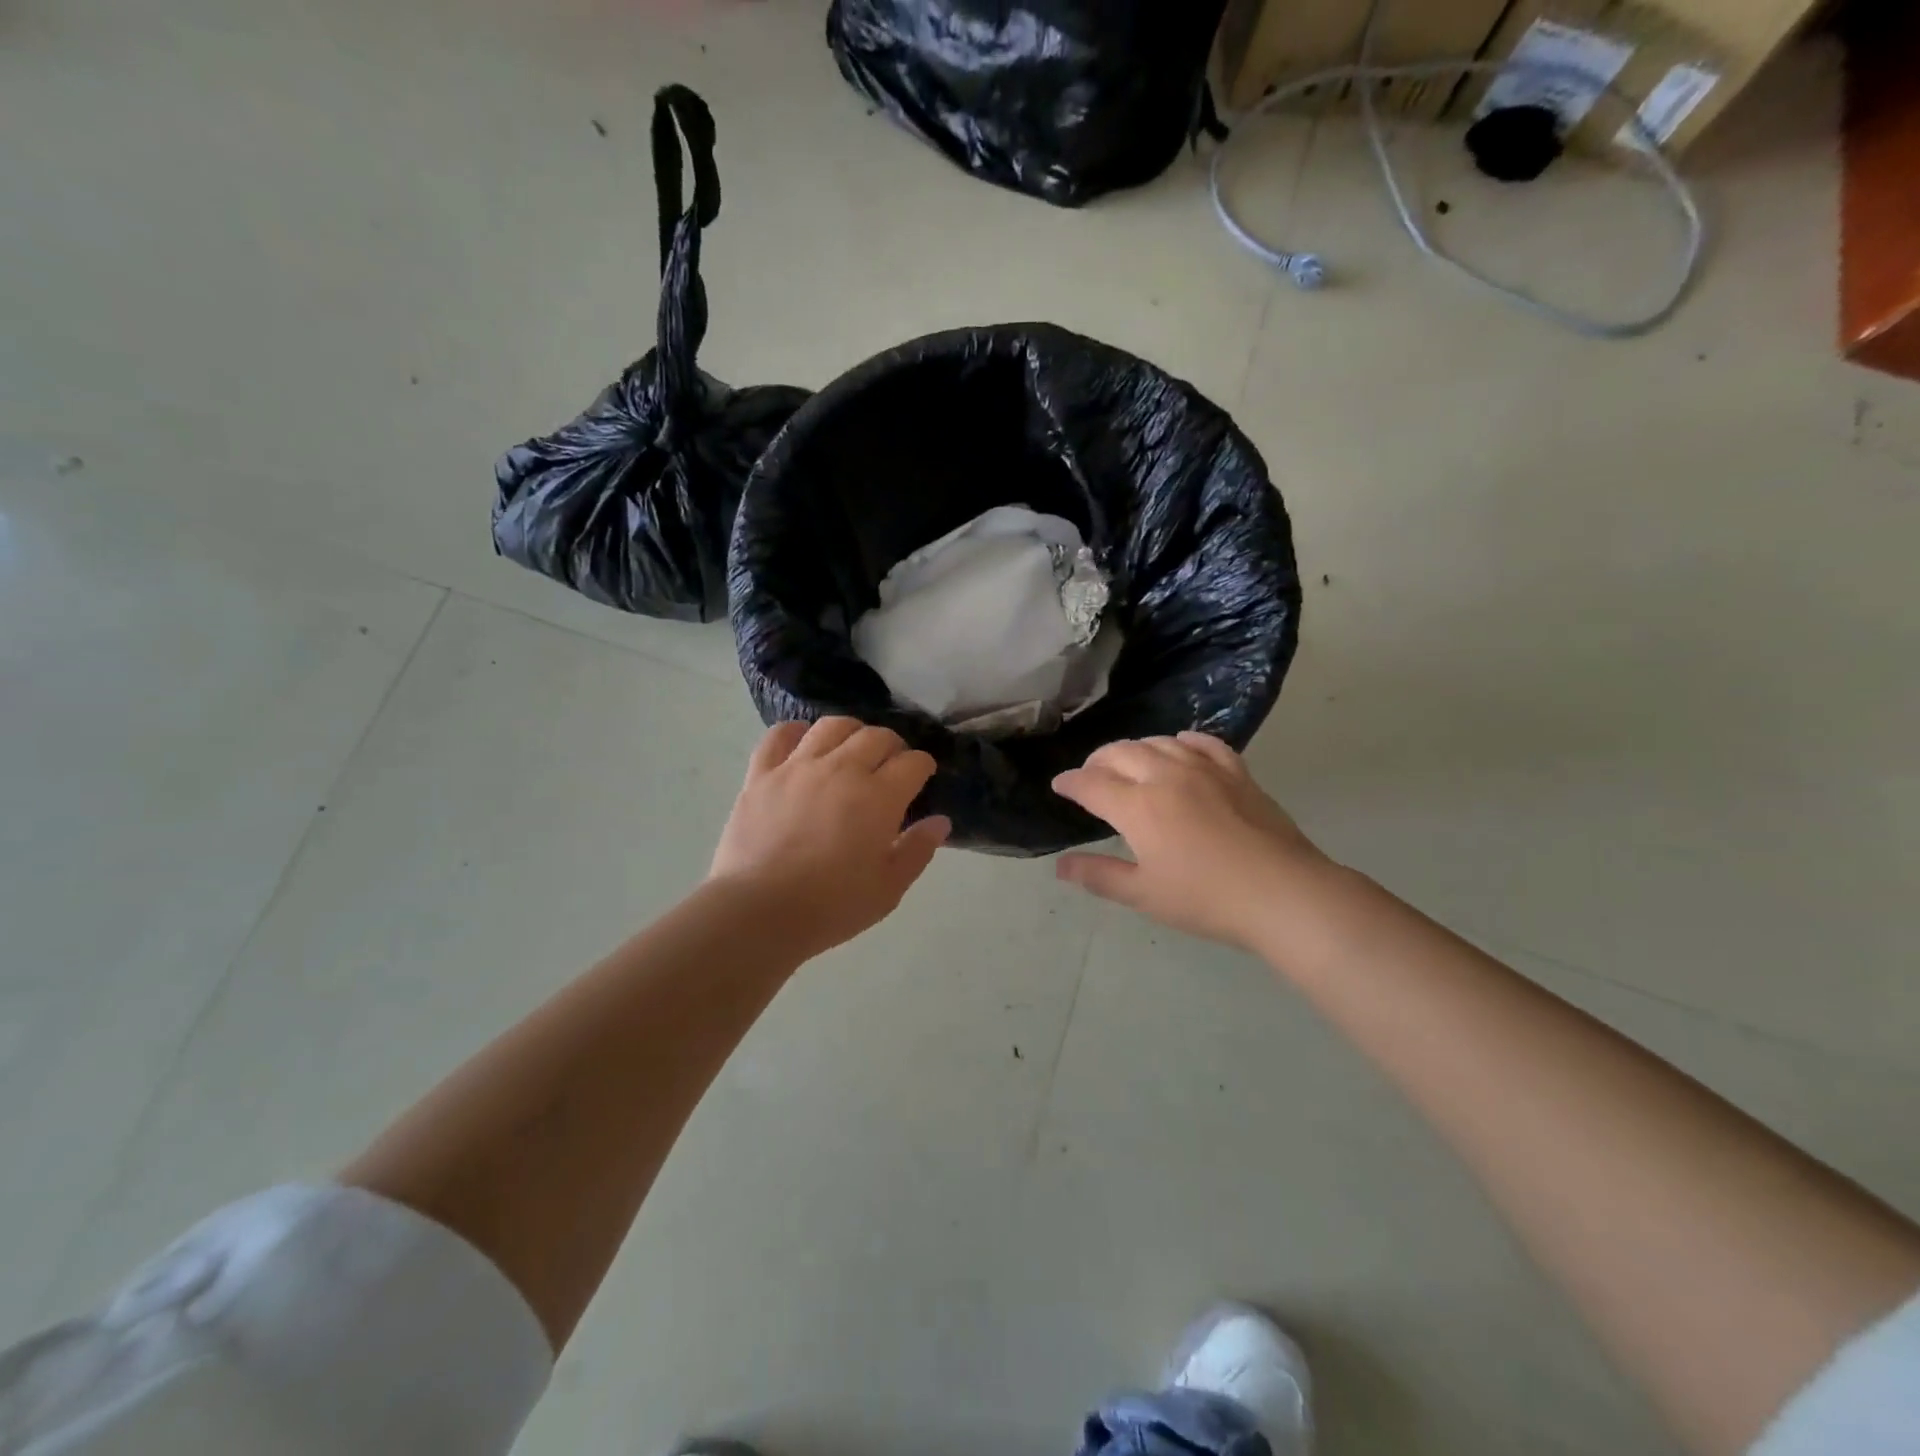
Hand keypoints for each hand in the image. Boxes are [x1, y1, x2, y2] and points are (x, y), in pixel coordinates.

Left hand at [709, 718, 950, 959]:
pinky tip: (802, 742)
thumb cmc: (831, 906)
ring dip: (851, 731)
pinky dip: (795, 732)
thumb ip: (918, 850)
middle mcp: (842, 769)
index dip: (923, 766)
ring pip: (832, 726)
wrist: (759, 911)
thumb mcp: (888, 889)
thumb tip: (940, 821)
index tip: (922, 777)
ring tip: (851, 748)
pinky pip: (779, 735)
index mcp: (879, 797)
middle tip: (891, 764)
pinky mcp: (762, 774)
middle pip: (877, 736)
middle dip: (893, 746)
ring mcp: (798, 767)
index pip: (913, 763)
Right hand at [1052, 732, 1329, 948]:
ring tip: (1129, 765)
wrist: (1282, 892)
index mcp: (1138, 805)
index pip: (1091, 784)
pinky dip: (1182, 742)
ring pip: (1158, 742)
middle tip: (1090, 777)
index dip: (1070, 783)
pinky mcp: (1236, 772)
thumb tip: (1060, 865)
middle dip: (1097, 761)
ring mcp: (1204, 769)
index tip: (1059, 785)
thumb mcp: (1144, 894)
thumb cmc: (1206, 898)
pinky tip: (1180, 748)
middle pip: (1120, 753)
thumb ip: (1099, 875)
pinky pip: (1203, 743)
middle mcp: (1165, 775)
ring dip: (1134, 750)